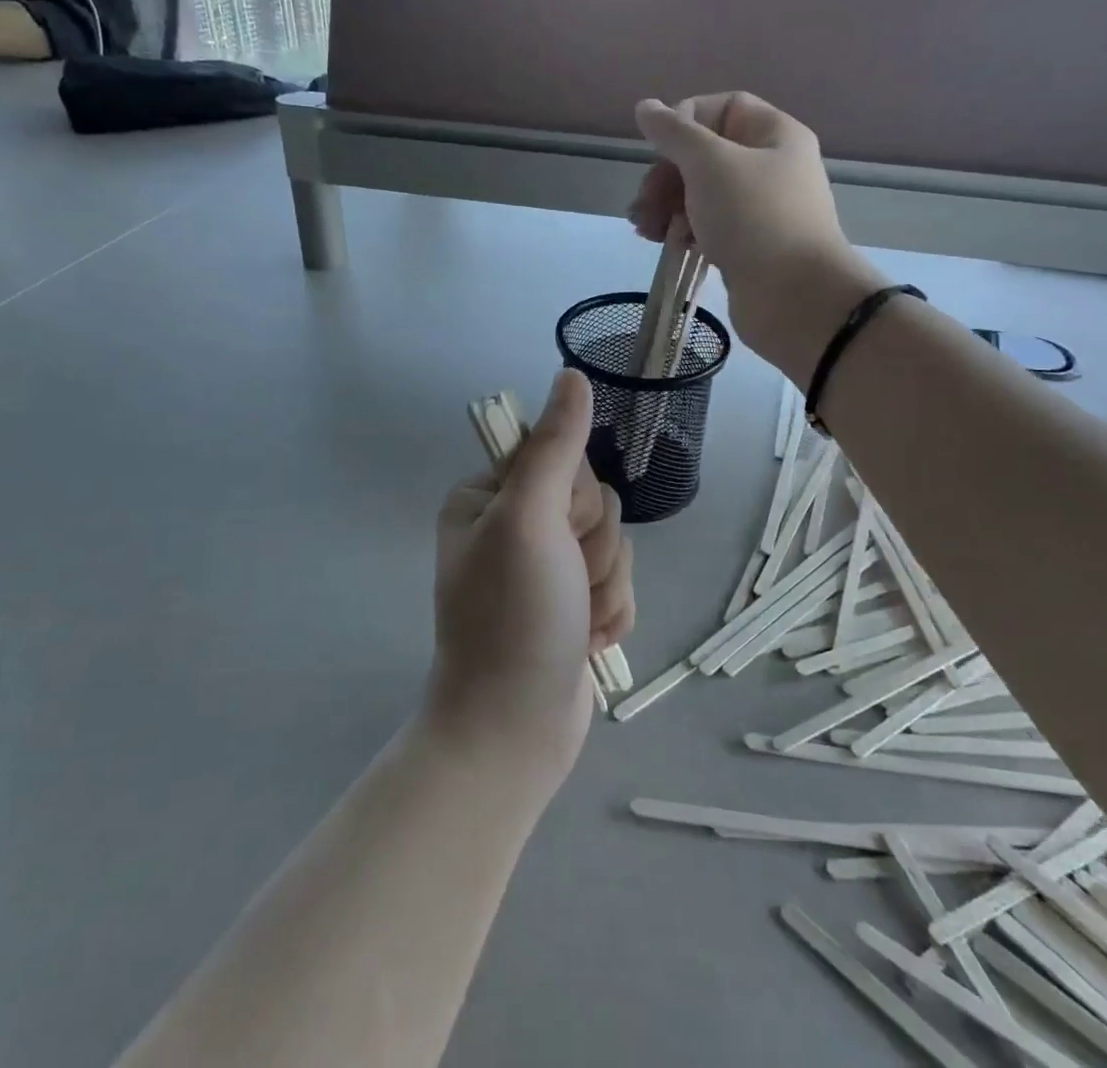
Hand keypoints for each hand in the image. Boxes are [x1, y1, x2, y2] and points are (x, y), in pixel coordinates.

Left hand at [426, 369, 633, 786]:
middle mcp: (513, 525)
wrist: (513, 732)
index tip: (555, 532)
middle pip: (594, 502)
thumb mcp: (529, 520)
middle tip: (562, 583)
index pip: (561, 457)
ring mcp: (544, 568)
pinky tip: (586, 641)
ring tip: (574, 621)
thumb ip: (555, 446)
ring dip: (604, 586)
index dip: (573, 496)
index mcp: (488, 496)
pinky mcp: (572, 604)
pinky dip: (610, 615)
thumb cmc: (514, 618)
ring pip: (613, 545)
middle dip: (591, 549)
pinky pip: (618, 584)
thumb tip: (571, 375)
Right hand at [629, 93, 882, 383]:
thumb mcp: (710, 164)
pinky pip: (707, 226)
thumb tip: (646, 107)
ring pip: (701, 194)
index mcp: (774, 135)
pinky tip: (666, 244)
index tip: (661, 150)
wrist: (794, 298)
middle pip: (705, 154)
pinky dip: (682, 231)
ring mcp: (758, 210)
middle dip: (667, 175)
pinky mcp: (746, 246)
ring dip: (666, 206)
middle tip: (646, 202)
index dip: (686, 122)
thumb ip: (674, 134)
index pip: (723, 108)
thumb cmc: (754, 218)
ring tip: (646, 230)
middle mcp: (769, 167)